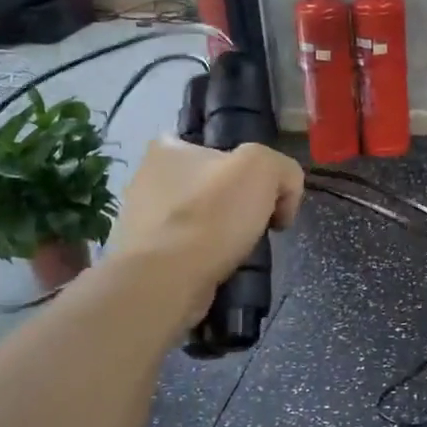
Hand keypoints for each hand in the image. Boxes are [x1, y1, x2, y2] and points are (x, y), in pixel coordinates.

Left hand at [106, 137, 304, 325]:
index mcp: (169, 148)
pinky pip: (188, 249)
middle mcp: (148, 177)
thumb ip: (283, 168)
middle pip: (213, 186)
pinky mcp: (146, 256)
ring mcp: (142, 219)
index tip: (268, 198)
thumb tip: (284, 195)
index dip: (251, 170)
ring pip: (201, 219)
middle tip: (260, 226)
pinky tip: (218, 269)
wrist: (168, 279)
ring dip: (223, 234)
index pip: (221, 149)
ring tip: (240, 253)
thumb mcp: (263, 168)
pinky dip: (206, 258)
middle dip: (239, 205)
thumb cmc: (212, 214)